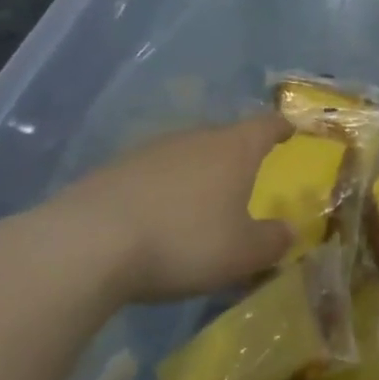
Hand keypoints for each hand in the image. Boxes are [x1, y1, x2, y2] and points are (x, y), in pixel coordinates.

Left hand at [17, 113, 294, 307]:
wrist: (87, 244)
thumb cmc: (183, 242)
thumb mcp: (242, 253)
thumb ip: (272, 241)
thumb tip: (288, 231)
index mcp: (233, 149)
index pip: (266, 125)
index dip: (282, 127)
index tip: (291, 129)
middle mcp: (193, 139)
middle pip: (224, 137)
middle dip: (238, 154)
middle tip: (249, 176)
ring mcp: (149, 151)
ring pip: (186, 155)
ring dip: (198, 173)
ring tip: (202, 202)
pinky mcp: (113, 170)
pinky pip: (153, 174)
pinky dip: (164, 190)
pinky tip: (158, 217)